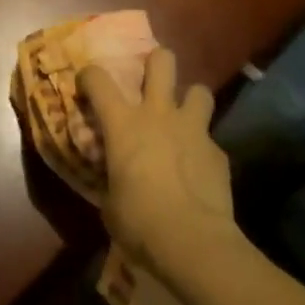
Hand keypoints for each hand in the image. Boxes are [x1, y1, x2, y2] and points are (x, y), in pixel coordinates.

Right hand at [79, 49, 238, 283]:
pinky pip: (210, 139)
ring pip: (199, 90)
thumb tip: (113, 181)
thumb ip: (111, 180)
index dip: (90, 76)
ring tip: (184, 119)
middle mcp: (158, 114)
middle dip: (156, 63)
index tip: (87, 86)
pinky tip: (199, 169)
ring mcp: (193, 129)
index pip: (98, 79)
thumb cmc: (140, 222)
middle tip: (150, 81)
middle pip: (162, 61)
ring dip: (190, 101)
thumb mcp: (110, 203)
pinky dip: (203, 149)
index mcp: (123, 124)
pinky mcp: (218, 152)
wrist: (193, 243)